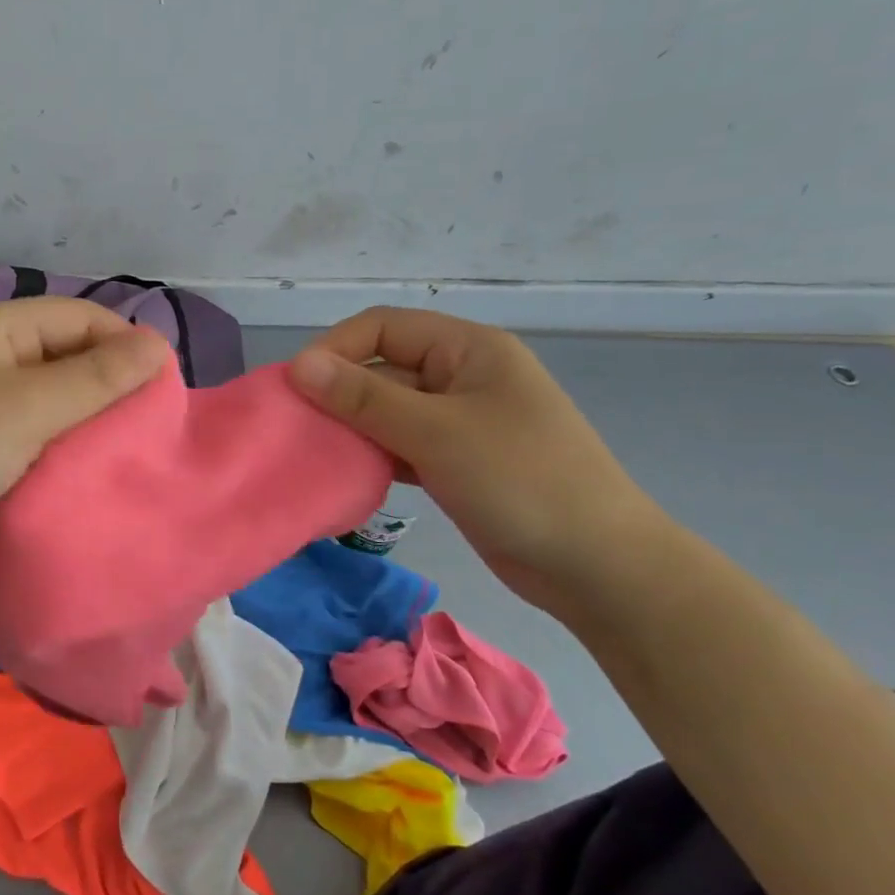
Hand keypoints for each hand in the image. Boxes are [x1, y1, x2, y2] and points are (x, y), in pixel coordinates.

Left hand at [0, 297, 170, 554]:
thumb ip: (98, 376)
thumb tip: (159, 343)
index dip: (125, 344)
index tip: (162, 388)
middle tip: (147, 424)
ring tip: (121, 447)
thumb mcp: (32, 406)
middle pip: (65, 353)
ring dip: (82, 416)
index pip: (82, 316)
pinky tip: (77, 467)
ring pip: (47, 394)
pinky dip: (54, 440)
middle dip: (106, 382)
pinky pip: (25, 427)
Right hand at [289, 307, 668, 618]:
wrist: (599, 567)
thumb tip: (298, 364)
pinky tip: (348, 475)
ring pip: (388, 410)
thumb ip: (364, 397)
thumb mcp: (436, 433)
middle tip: (296, 428)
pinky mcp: (457, 461)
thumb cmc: (521, 481)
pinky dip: (374, 455)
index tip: (295, 388)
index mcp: (468, 349)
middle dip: (339, 394)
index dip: (335, 349)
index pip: (383, 328)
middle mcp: (462, 376)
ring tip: (315, 453)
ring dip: (353, 427)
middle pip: (383, 368)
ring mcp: (461, 421)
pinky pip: (401, 444)